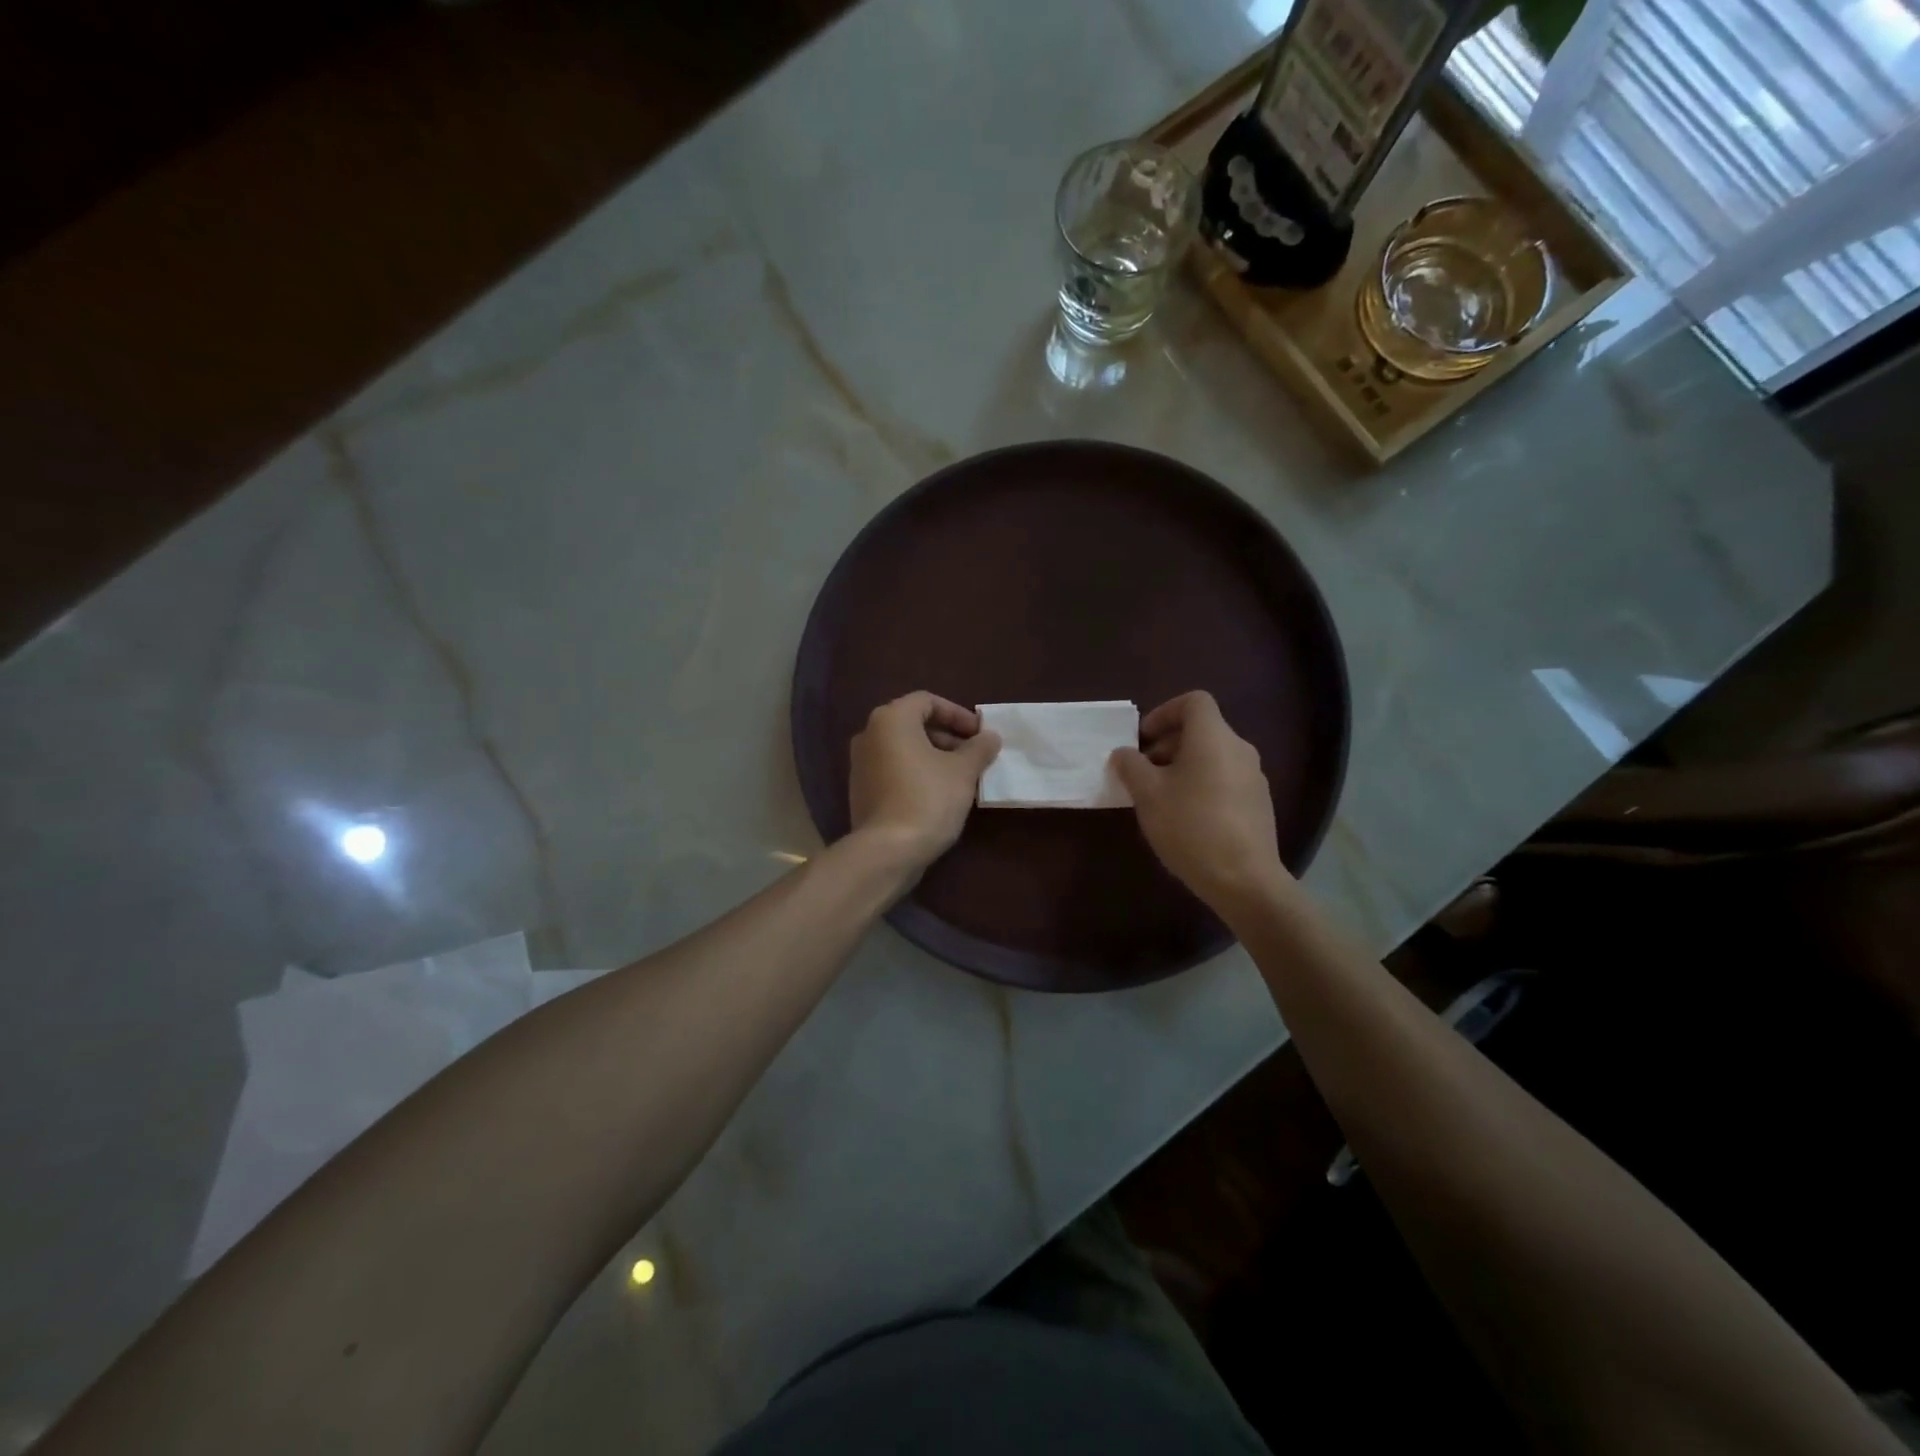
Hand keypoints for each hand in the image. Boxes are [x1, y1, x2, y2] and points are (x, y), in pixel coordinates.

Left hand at [848, 692, 1000, 869]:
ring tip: (961, 777)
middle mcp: (869, 734)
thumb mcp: (963, 771)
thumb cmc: (928, 799)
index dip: (957, 714)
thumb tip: (990, 737)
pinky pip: (893, 770)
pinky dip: (916, 773)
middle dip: (947, 737)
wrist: (887, 850)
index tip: (979, 734)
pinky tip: (938, 795)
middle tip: (973, 755)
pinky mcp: (860, 790)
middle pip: (913, 724)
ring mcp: (860, 764)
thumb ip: (979, 748)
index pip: (927, 701)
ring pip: (903, 749)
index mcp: (891, 719)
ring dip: (933, 756)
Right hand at [1110, 691, 1289, 914]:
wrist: (1244, 879)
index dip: (1164, 712)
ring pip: (1213, 756)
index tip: (1143, 738)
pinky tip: (1186, 818)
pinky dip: (1202, 785)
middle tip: (1144, 772)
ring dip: (1183, 766)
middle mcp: (1239, 749)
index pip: (1193, 702)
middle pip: (1202, 730)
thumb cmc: (1190, 826)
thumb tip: (1124, 753)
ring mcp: (1254, 777)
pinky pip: (1225, 779)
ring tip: (1161, 798)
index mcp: (1213, 737)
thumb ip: (1131, 766)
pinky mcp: (1259, 804)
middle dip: (1168, 744)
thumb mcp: (1147, 794)